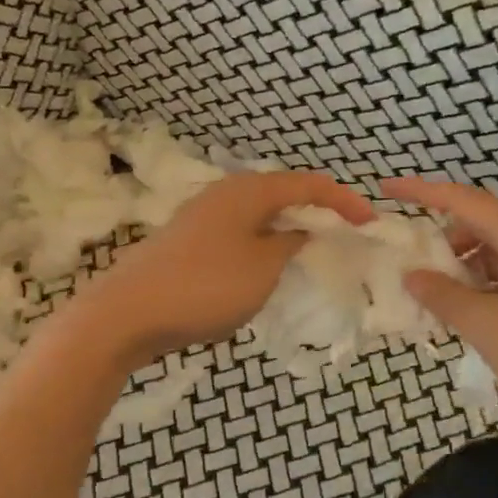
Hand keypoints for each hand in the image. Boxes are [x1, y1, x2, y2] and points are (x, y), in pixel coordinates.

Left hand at [68, 171, 373, 368]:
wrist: (126, 314)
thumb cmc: (205, 286)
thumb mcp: (263, 268)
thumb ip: (290, 245)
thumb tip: (300, 232)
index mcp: (248, 191)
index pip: (308, 184)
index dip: (343, 200)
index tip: (370, 222)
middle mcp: (224, 195)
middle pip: (282, 194)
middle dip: (316, 211)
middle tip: (343, 234)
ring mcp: (201, 219)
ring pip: (258, 216)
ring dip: (288, 230)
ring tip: (311, 251)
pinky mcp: (187, 244)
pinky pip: (239, 236)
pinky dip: (263, 245)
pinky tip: (265, 270)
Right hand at [382, 176, 497, 437]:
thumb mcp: (486, 325)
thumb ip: (443, 295)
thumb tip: (412, 275)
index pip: (465, 201)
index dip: (422, 193)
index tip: (386, 190)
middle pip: (481, 226)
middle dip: (443, 242)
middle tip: (412, 271)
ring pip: (497, 253)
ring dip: (463, 269)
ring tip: (438, 302)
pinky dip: (485, 287)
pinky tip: (470, 316)